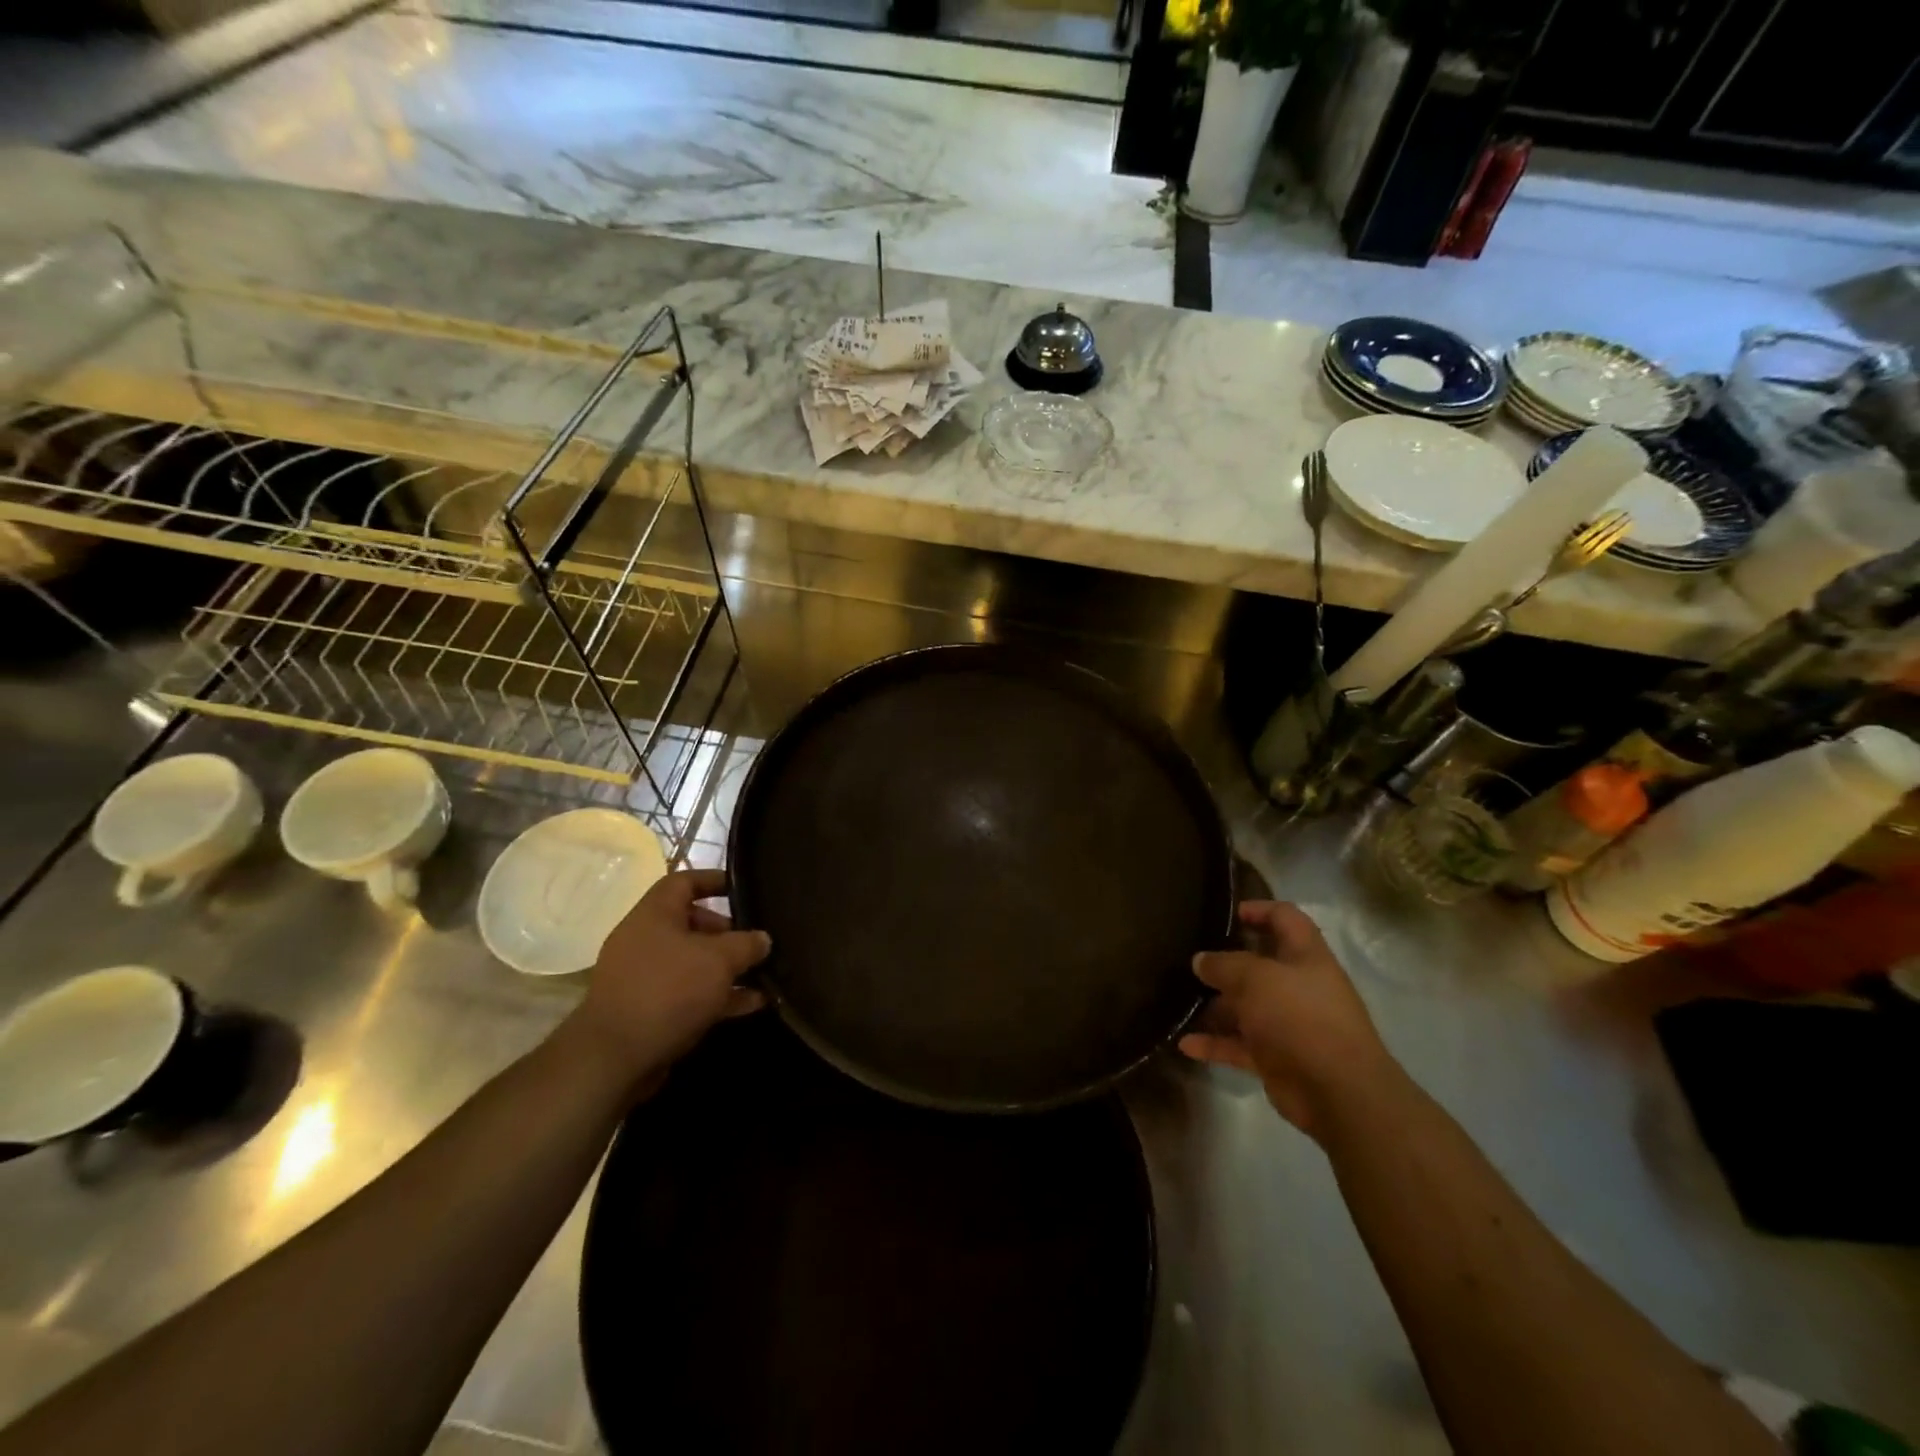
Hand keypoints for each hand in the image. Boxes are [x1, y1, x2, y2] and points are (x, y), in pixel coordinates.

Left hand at [567, 869, 770, 1097]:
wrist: (614, 1058)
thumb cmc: (669, 990)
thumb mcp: (720, 960)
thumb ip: (747, 944)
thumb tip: (762, 939)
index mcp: (655, 914)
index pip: (684, 881)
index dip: (714, 879)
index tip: (743, 887)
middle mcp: (645, 939)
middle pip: (691, 923)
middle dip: (727, 931)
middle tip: (755, 942)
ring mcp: (643, 977)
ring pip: (692, 962)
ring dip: (726, 968)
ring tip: (763, 974)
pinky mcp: (647, 1010)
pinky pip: (688, 993)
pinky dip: (718, 995)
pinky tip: (752, 1004)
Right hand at [1180, 901, 1400, 1138]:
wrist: (1338, 1092)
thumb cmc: (1300, 1017)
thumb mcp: (1255, 979)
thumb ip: (1224, 965)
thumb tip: (1201, 960)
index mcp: (1306, 956)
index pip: (1285, 918)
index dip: (1259, 910)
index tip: (1228, 913)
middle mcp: (1299, 986)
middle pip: (1260, 964)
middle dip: (1226, 961)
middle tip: (1191, 958)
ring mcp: (1288, 1024)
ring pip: (1246, 1007)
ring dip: (1215, 1006)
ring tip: (1179, 1000)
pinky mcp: (1277, 1058)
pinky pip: (1239, 1045)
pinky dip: (1214, 1044)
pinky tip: (1185, 1043)